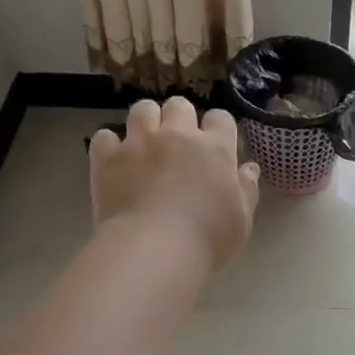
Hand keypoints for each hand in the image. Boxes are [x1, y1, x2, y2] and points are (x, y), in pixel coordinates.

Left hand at [90, 97, 260, 269]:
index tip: (214, 146)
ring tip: (144, 143)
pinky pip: (105, 136)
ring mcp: (140, 142)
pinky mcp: (108, 157)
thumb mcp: (241, 221)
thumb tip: (248, 167)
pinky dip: (110, 146)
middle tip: (177, 144)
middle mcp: (178, 135)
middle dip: (179, 119)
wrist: (153, 250)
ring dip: (146, 122)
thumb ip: (246, 189)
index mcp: (215, 149)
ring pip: (142, 109)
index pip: (220, 118)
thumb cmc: (206, 240)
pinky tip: (113, 162)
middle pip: (179, 105)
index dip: (217, 128)